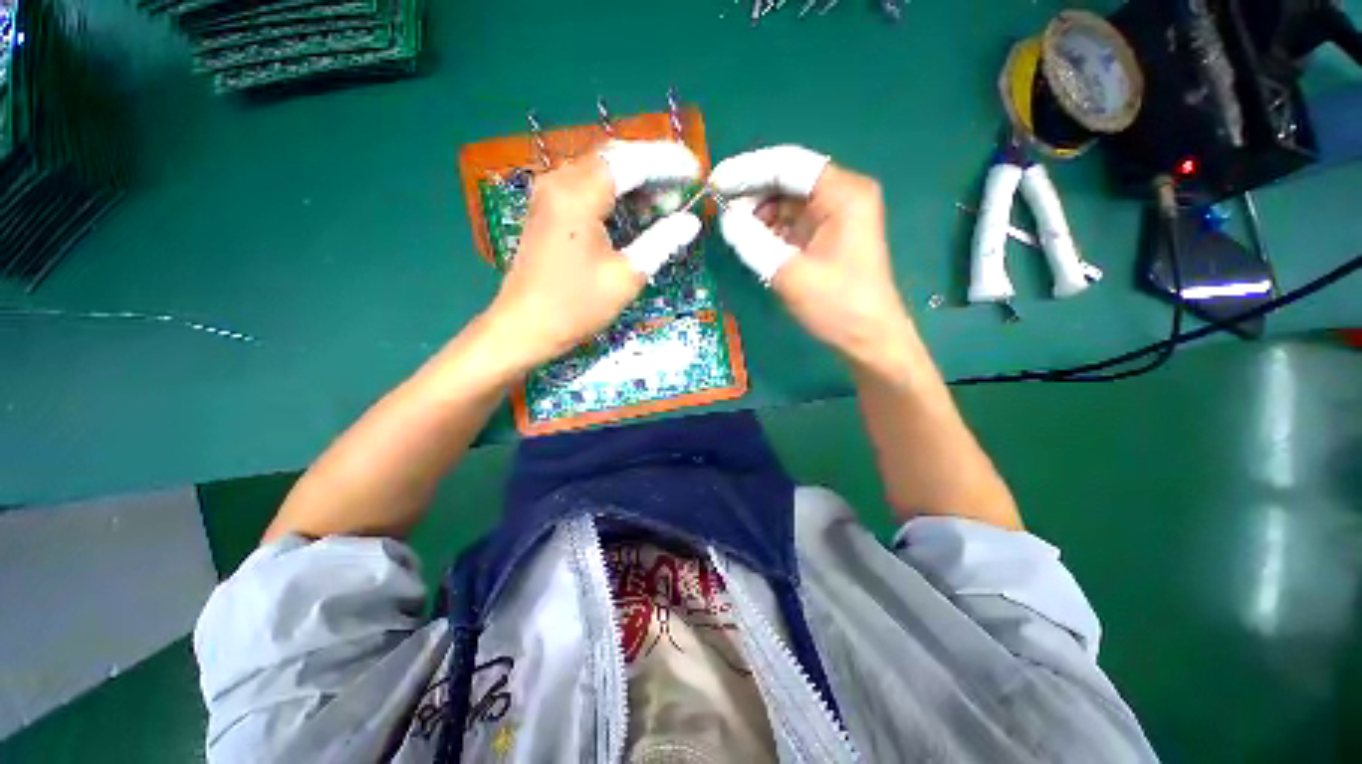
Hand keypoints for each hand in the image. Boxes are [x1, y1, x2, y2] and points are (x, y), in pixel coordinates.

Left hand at [487, 141, 702, 371]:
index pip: (631, 161)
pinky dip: (616, 192)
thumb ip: (661, 242)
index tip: (696, 170)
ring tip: (667, 200)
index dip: (667, 162)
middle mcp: (560, 181)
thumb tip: (691, 221)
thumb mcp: (626, 277)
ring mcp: (550, 192)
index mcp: (578, 195)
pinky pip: (588, 185)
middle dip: (653, 167)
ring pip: (601, 170)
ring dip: (636, 180)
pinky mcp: (548, 207)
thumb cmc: (576, 306)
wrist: (525, 326)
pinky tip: (637, 210)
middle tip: (684, 186)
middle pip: (615, 157)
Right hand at [710, 145, 912, 366]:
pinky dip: (770, 228)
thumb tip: (725, 218)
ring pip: (787, 201)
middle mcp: (842, 195)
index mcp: (843, 194)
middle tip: (719, 209)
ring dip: (758, 212)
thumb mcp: (789, 273)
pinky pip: (792, 222)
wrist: (868, 339)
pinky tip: (750, 238)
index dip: (748, 171)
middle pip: (788, 180)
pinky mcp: (827, 236)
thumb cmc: (836, 306)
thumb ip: (753, 241)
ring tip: (732, 227)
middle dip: (752, 193)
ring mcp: (835, 216)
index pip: (788, 165)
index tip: (715, 183)